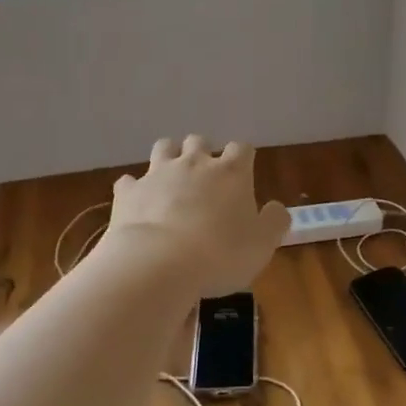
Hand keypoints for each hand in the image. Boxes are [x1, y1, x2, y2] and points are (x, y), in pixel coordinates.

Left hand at [105, 137, 288, 297]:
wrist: (158, 264)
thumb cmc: (220, 254)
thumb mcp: (262, 244)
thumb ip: (274, 221)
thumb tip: (276, 208)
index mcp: (231, 172)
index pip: (242, 148)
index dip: (243, 158)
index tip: (243, 174)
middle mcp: (194, 163)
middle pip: (199, 141)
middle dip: (202, 152)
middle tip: (205, 178)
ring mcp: (157, 174)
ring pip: (163, 148)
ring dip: (169, 157)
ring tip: (172, 179)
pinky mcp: (129, 192)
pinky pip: (129, 181)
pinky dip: (135, 189)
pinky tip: (138, 203)